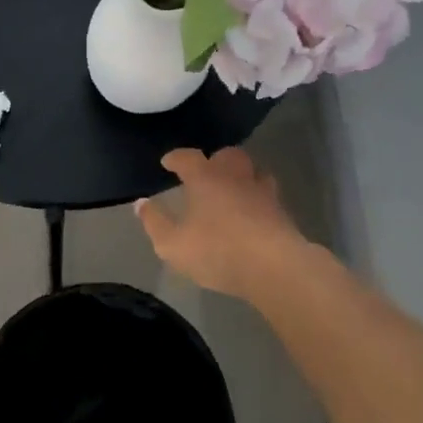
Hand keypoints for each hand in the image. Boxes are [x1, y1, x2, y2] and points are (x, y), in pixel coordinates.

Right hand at [135, 147, 309, 301]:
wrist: (274, 267)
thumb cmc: (217, 251)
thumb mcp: (172, 244)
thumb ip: (154, 222)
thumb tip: (141, 203)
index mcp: (205, 178)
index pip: (188, 157)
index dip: (176, 158)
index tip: (168, 162)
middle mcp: (235, 177)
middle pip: (227, 155)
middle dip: (216, 159)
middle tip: (206, 172)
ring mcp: (263, 192)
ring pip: (253, 171)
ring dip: (242, 175)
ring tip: (233, 188)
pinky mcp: (282, 212)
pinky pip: (268, 196)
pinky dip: (258, 198)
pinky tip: (253, 212)